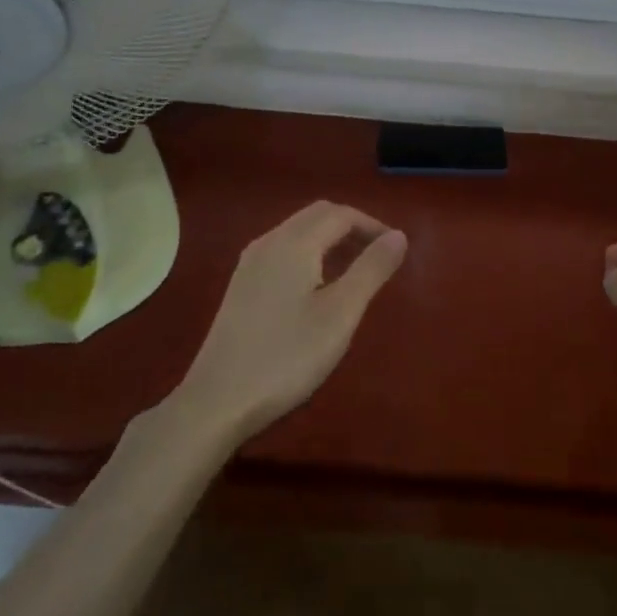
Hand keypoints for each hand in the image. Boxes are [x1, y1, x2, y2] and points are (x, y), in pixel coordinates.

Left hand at [172, 201, 406, 443]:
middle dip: (352, 227)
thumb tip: (398, 236)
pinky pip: (283, 252)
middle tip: (379, 256)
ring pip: (297, 233)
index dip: (373, 225)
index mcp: (294, 243)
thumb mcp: (341, 313)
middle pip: (316, 216)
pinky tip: (318, 288)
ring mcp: (249, 264)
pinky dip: (310, 255)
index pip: (340, 214)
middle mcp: (268, 243)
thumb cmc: (288, 356)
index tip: (397, 249)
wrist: (218, 400)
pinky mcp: (241, 286)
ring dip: (330, 240)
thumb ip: (371, 269)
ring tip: (356, 271)